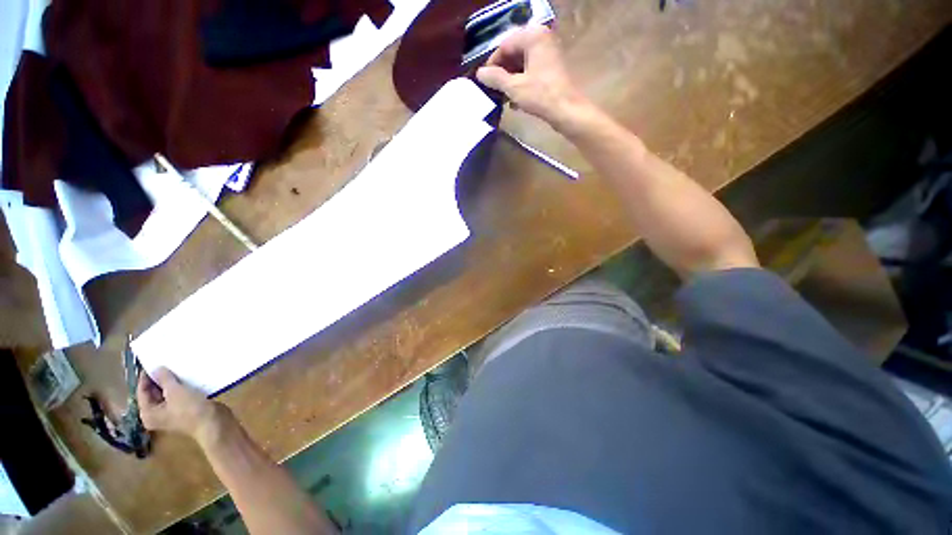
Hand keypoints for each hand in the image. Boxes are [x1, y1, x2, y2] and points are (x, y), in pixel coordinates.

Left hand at [137, 367, 228, 444]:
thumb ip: (164, 379)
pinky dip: (180, 387)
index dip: (147, 377)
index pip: (142, 392)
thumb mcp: (176, 391)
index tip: (153, 363)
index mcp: (148, 413)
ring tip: (177, 369)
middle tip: (166, 364)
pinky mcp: (183, 410)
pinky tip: (187, 379)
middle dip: (159, 380)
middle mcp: (155, 414)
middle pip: (153, 394)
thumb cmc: (190, 409)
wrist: (213, 422)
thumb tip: (155, 368)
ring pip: (167, 394)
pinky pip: (177, 396)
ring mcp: (170, 413)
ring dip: (172, 383)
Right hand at [476, 24, 589, 130]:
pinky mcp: (551, 68)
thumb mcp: (514, 87)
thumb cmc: (540, 95)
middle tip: (492, 89)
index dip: (492, 63)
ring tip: (501, 97)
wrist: (566, 110)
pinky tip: (514, 101)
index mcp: (532, 36)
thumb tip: (479, 73)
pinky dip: (520, 83)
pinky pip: (530, 71)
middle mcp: (541, 38)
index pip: (504, 45)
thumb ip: (495, 78)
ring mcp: (548, 53)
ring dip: (510, 80)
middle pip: (513, 53)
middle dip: (502, 72)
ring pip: (521, 64)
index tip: (484, 80)